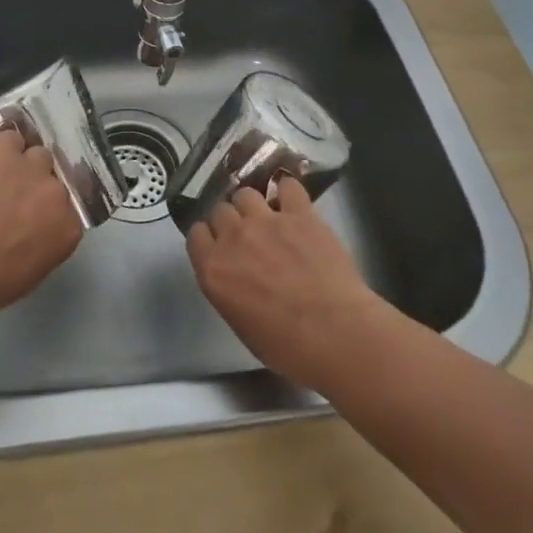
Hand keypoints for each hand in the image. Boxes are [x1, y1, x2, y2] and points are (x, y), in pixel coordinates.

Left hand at [0, 129, 83, 321]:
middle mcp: (58, 194)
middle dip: (37, 189)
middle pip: (55, 179)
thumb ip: (42, 248)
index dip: (48, 214)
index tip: (31, 220)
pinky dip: (1, 147)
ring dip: (22, 165)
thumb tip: (34, 235)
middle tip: (13, 200)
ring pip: (37, 154)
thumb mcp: (27, 276)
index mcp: (67, 231)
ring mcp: (33, 167)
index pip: (68, 212)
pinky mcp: (4, 150)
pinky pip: (11, 138)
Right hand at [185, 178, 386, 389]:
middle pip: (220, 210)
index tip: (220, 246)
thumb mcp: (241, 324)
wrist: (336, 334)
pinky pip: (287, 186)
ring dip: (254, 204)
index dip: (208, 238)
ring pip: (246, 193)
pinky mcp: (300, 214)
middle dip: (230, 220)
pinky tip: (292, 201)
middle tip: (247, 236)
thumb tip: (237, 280)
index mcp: (213, 269)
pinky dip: (287, 190)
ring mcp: (267, 221)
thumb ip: (229, 291)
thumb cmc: (287, 347)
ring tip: (268, 217)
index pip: (196, 234)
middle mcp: (233, 238)